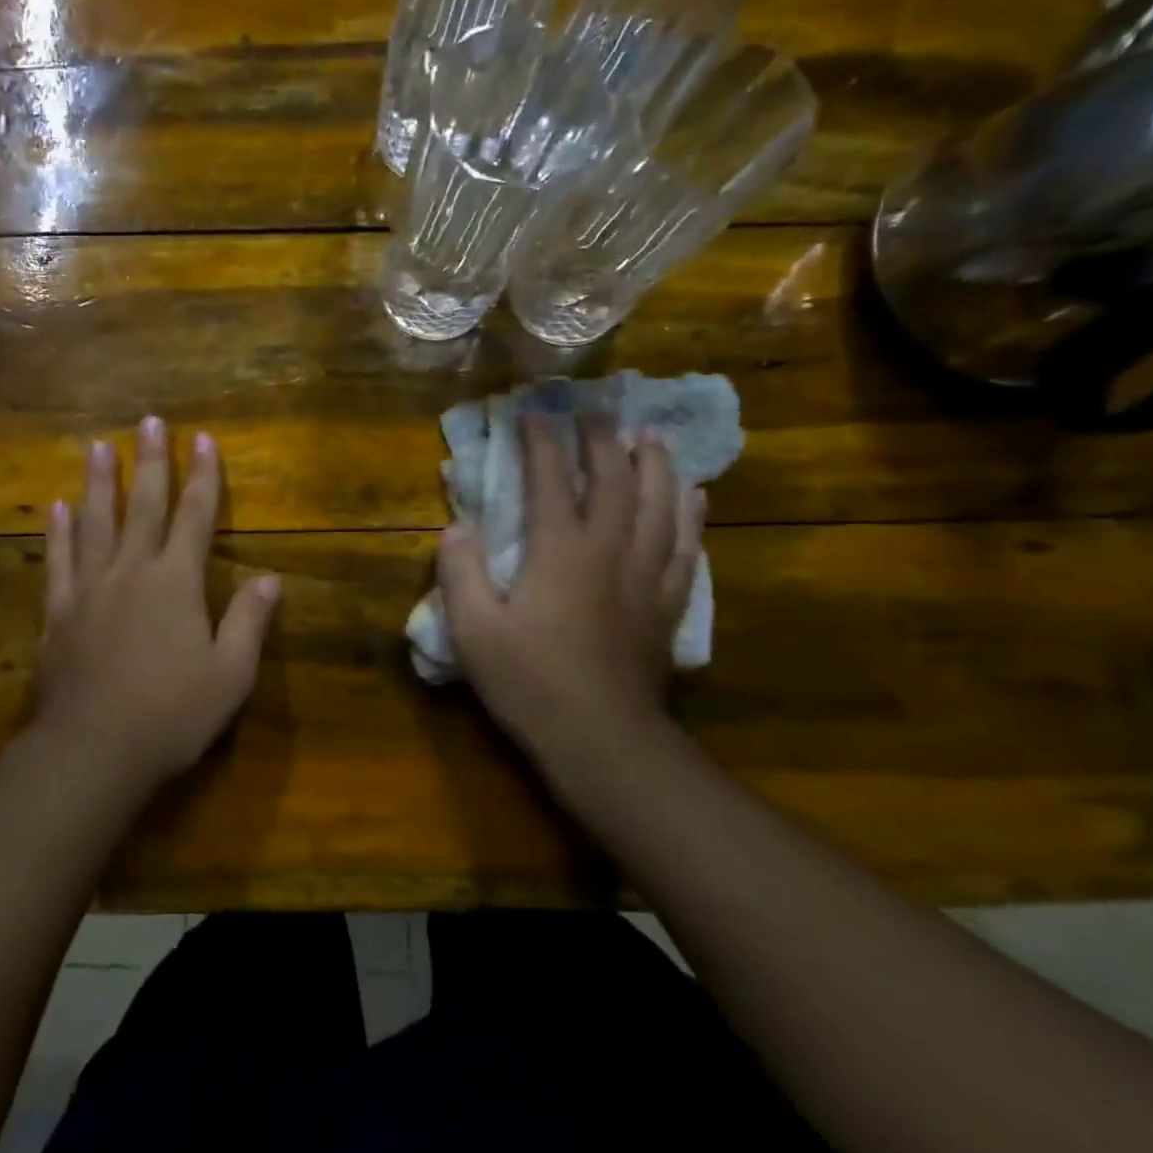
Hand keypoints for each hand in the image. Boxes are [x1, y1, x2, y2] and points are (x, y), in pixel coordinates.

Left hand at [35, 416, 281, 790]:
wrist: (92, 752)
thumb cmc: (170, 715)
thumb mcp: (229, 676)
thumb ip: (249, 622)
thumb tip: (271, 579)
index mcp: (176, 582)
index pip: (195, 517)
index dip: (202, 477)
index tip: (203, 440)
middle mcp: (131, 572)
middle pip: (142, 506)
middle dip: (150, 462)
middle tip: (149, 421)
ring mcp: (89, 589)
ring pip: (95, 523)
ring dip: (98, 482)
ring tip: (98, 447)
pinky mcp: (58, 613)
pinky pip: (59, 562)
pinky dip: (59, 532)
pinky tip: (57, 508)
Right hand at [437, 415, 702, 772]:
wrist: (601, 739)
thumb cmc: (530, 682)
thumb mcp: (474, 630)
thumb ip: (460, 573)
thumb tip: (457, 528)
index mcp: (560, 551)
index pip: (552, 481)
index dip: (541, 443)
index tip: (532, 414)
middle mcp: (609, 551)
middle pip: (614, 482)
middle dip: (602, 442)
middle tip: (595, 414)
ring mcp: (645, 577)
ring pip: (660, 507)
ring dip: (655, 467)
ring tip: (651, 438)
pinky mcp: (665, 606)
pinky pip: (686, 549)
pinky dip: (691, 518)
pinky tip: (695, 498)